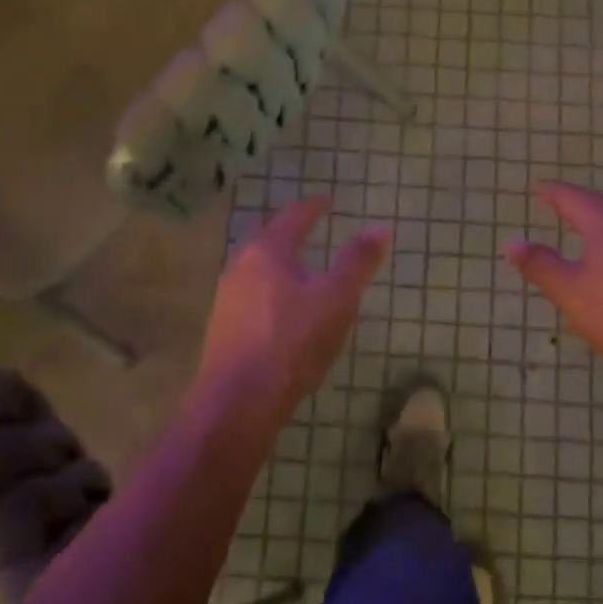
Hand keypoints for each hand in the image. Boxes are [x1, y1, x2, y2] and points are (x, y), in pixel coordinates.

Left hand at [198, 197, 389, 426]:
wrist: (238, 402)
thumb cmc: (292, 342)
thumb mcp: (337, 299)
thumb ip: (357, 262)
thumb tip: (379, 227)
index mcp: (268, 251)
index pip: (294, 217)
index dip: (313, 207)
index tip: (327, 201)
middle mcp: (240, 267)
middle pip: (269, 240)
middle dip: (291, 234)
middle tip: (312, 230)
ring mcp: (226, 299)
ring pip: (258, 270)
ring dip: (281, 265)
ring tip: (302, 271)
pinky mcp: (223, 329)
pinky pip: (252, 297)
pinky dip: (272, 292)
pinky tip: (284, 312)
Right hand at [504, 181, 602, 373]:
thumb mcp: (571, 293)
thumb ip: (541, 266)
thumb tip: (512, 243)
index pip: (572, 199)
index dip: (553, 193)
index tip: (539, 186)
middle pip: (601, 204)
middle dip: (578, 201)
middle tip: (560, 201)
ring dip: (601, 217)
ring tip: (587, 224)